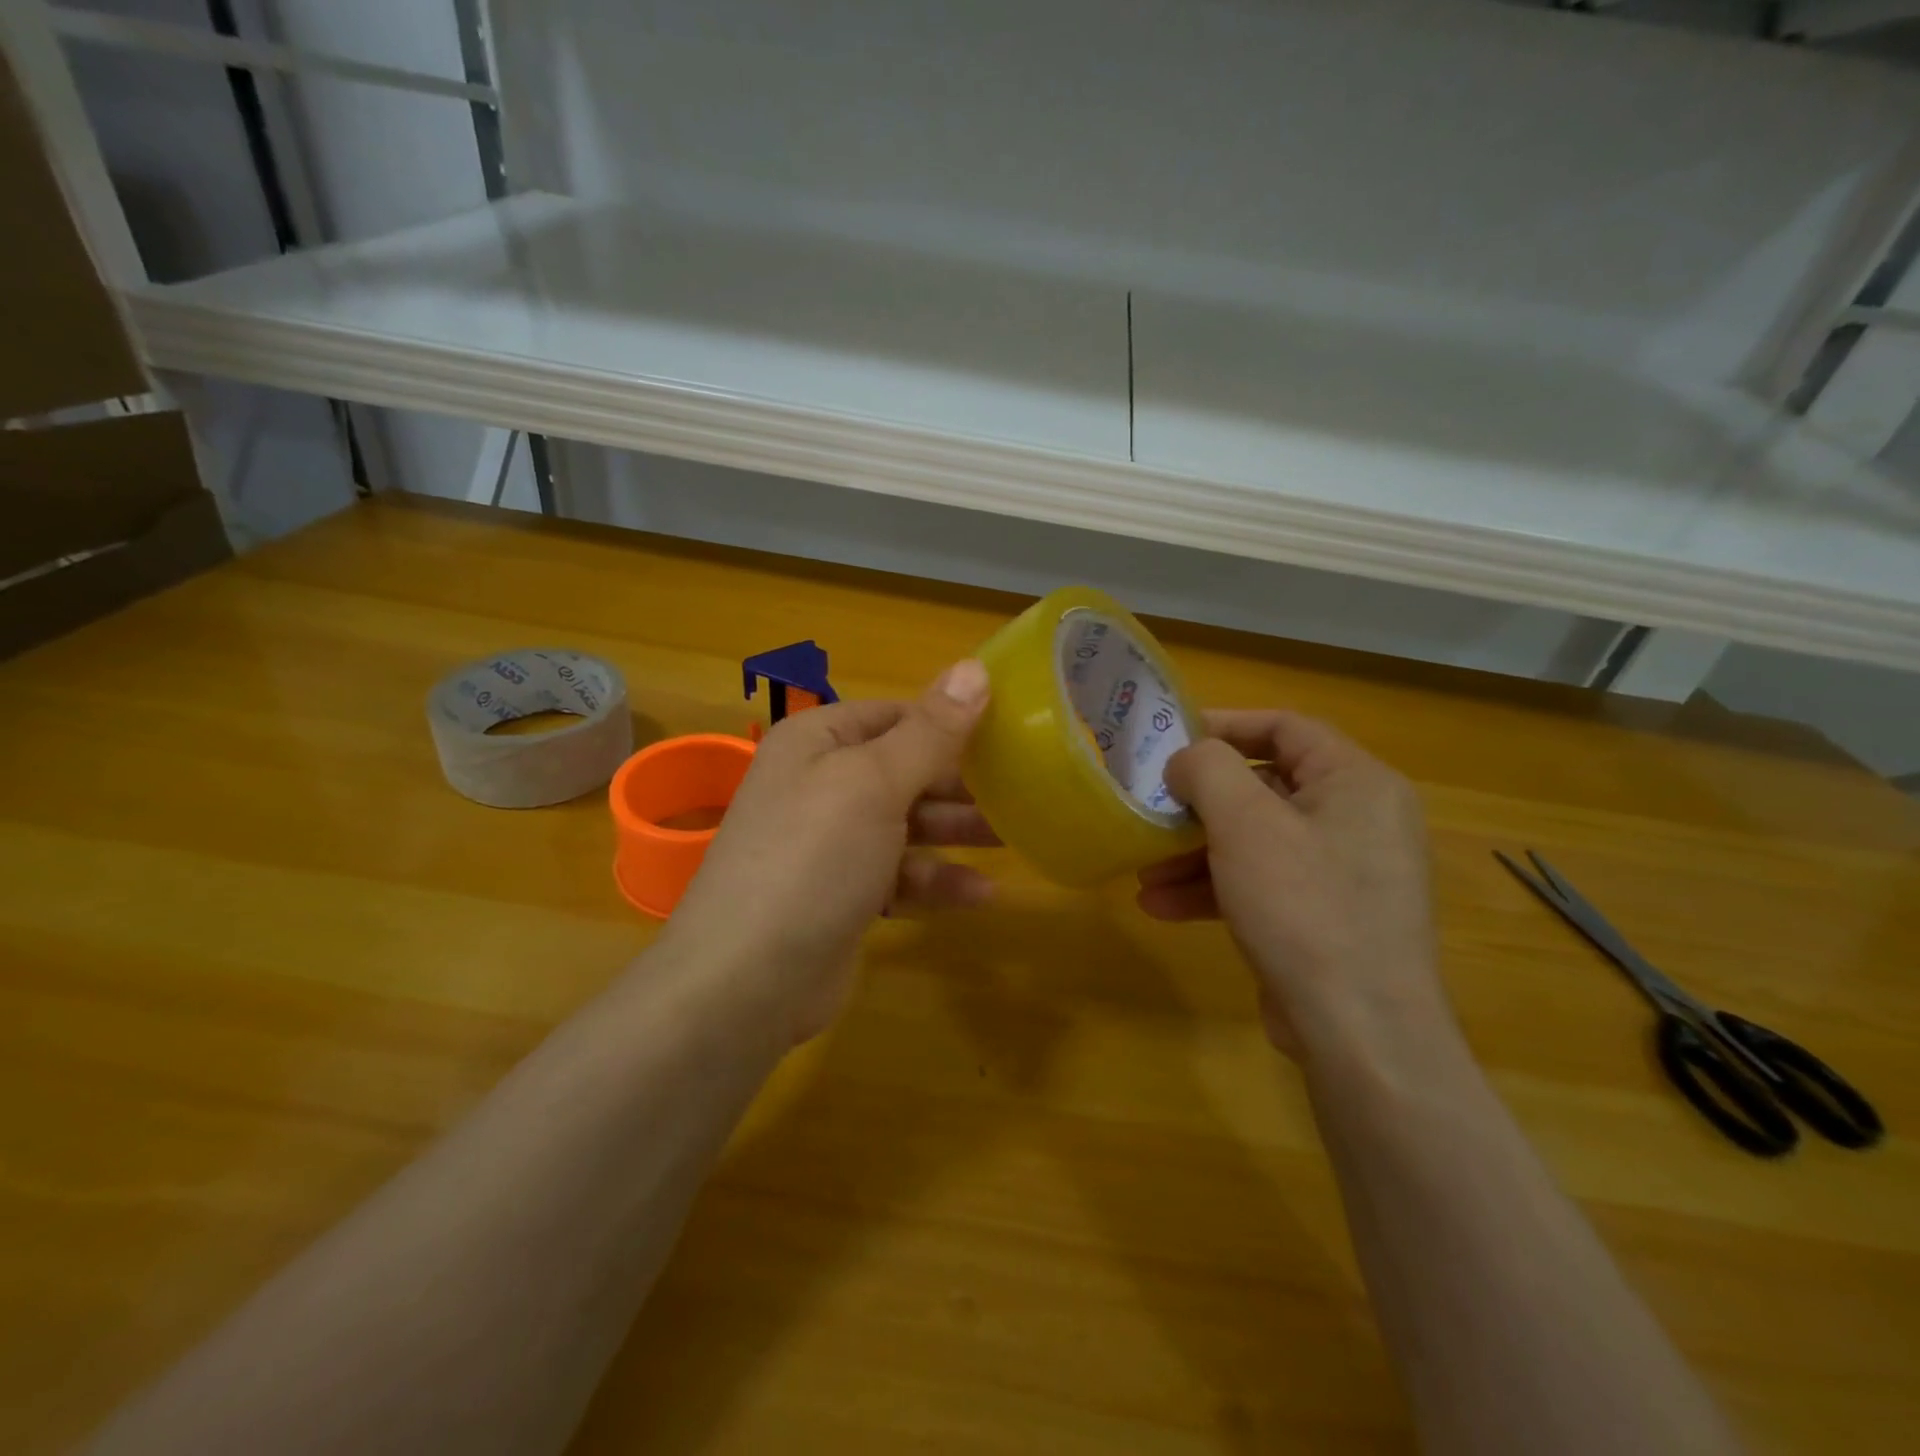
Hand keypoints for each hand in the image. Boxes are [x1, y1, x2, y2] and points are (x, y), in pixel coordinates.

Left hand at [661, 660, 996, 1041]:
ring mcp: (830, 844)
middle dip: (960, 782)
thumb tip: (975, 667)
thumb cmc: (814, 859)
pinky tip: (981, 894)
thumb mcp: (875, 783)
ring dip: (956, 832)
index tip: (1009, 732)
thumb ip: (930, 730)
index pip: (896, 714)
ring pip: (907, 824)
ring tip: (1012, 838)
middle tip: (1023, 790)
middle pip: (906, 770)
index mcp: (819, 741)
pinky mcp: (843, 896)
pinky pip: (899, 876)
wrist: (747, 981)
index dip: (950, 721)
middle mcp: (821, 784)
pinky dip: (936, 882)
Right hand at [1137, 710, 1446, 1059]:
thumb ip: (1207, 769)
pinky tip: (1161, 907)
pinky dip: (1215, 889)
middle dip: (1197, 805)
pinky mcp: (1326, 917)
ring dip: (1195, 853)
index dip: (1224, 725)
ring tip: (1143, 872)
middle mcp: (1357, 819)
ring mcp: (1343, 873)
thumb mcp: (1244, 823)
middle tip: (1150, 811)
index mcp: (1356, 781)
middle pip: (1263, 788)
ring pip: (1256, 841)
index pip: (1285, 727)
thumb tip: (1187, 762)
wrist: (1360, 1031)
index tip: (1170, 740)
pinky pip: (1263, 883)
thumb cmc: (1304, 906)